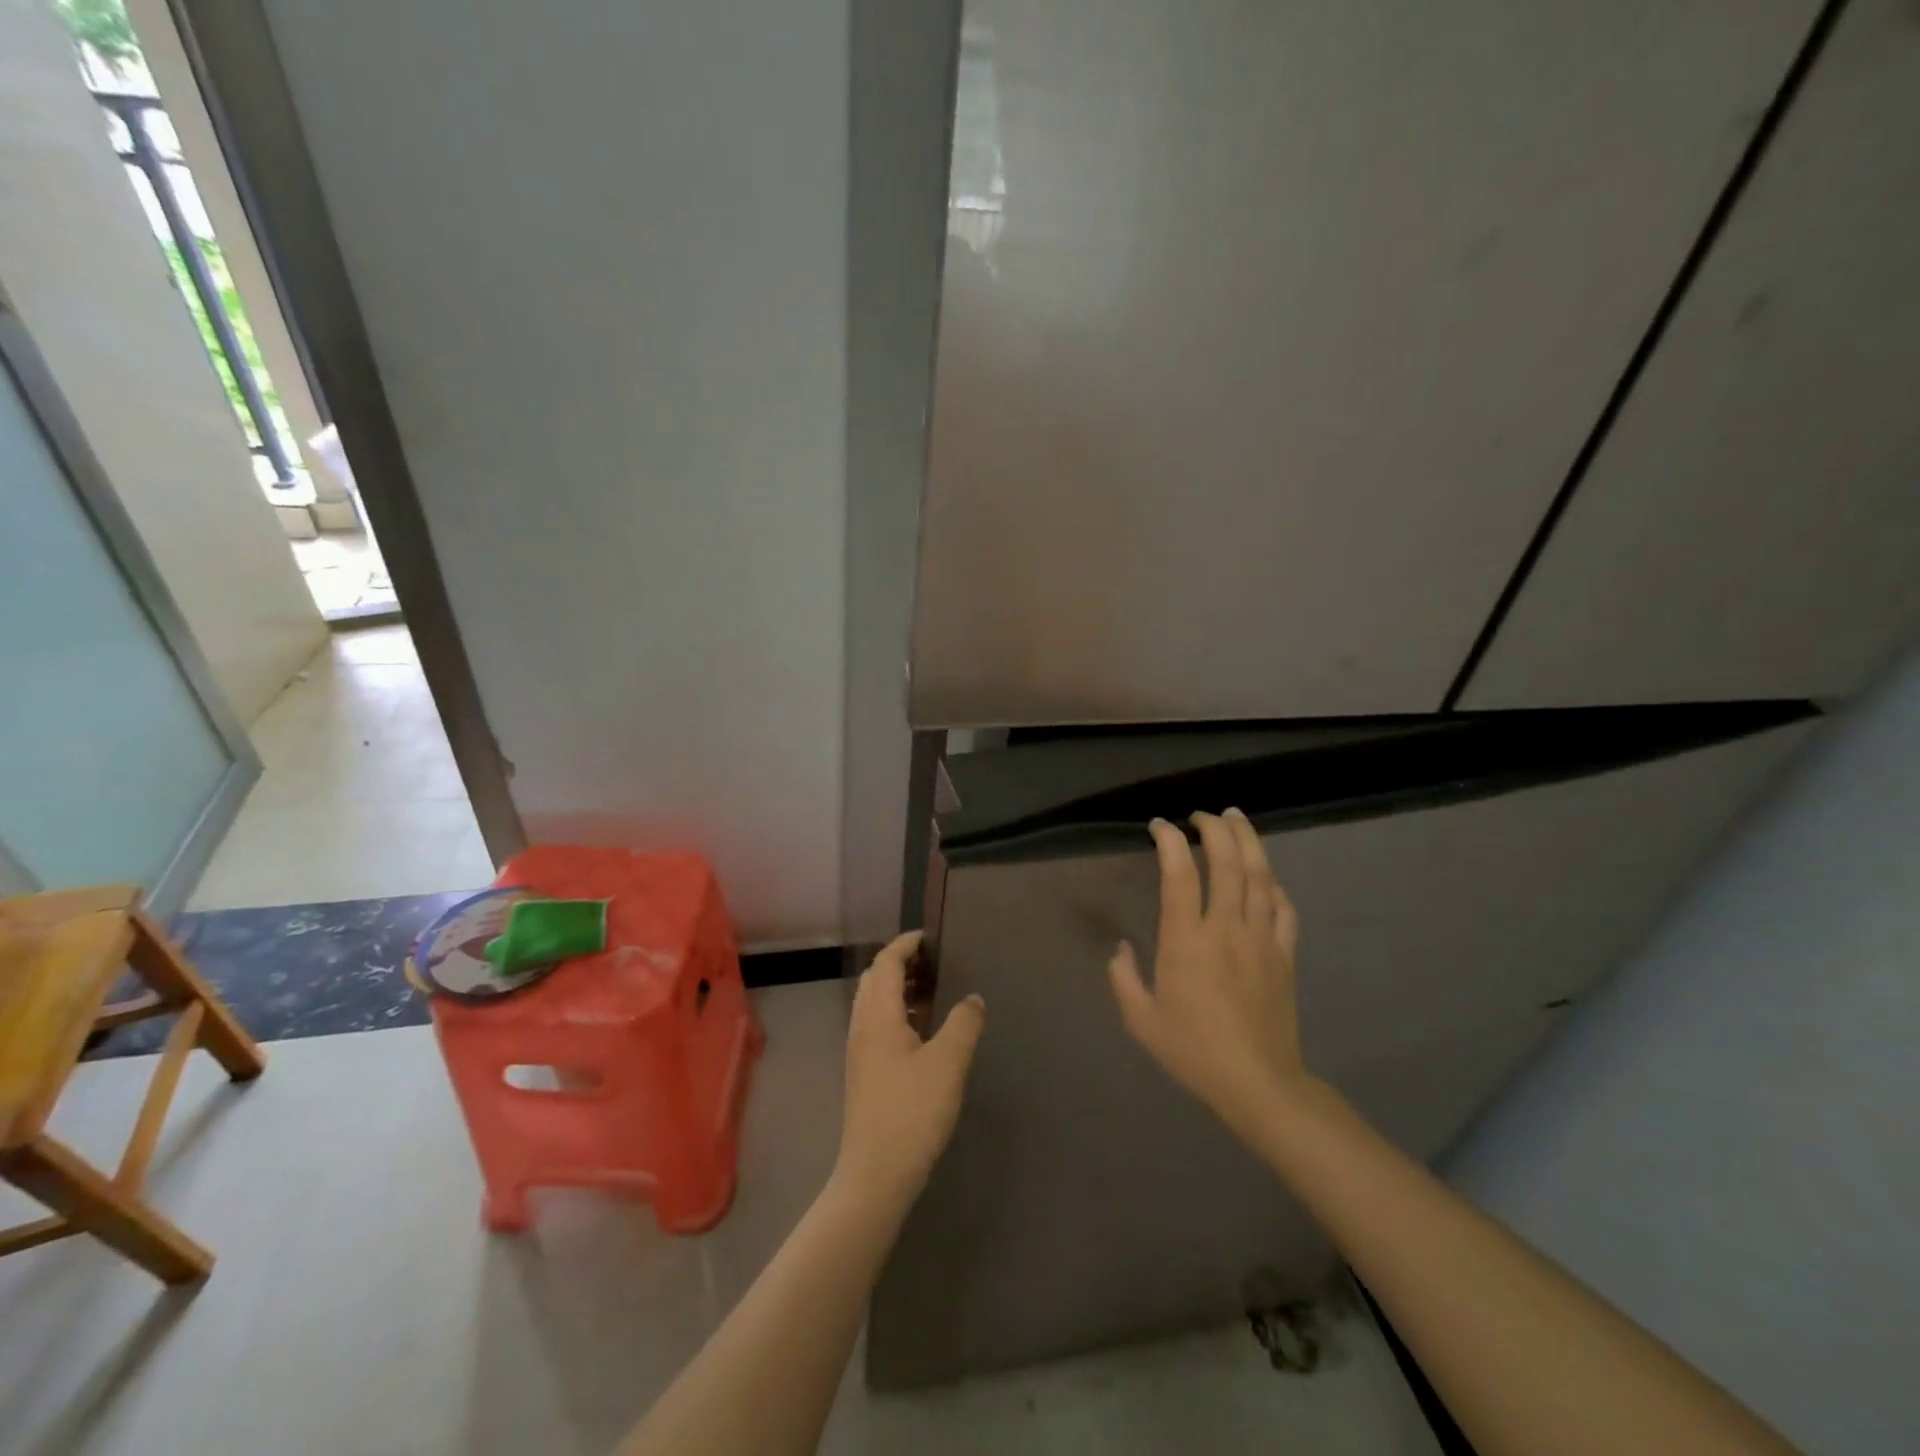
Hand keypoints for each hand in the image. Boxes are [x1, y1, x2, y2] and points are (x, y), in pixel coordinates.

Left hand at [834, 931, 985, 1210]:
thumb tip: (973, 998)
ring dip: (896, 987)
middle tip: (932, 962)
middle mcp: (862, 1026)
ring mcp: (859, 1051)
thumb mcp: (948, 1064)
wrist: (875, 1174)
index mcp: (878, 1016)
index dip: (905, 944)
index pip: (886, 963)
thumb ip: (963, 1023)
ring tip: (930, 991)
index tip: (930, 937)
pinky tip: (920, 1031)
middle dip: (899, 963)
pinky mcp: (863, 1073)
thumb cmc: (912, 1112)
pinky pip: (876, 1024)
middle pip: (875, 979)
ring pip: (873, 1003)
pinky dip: (895, 1011)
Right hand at [1109, 810, 1317, 1138]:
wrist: (1259, 1084)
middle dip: (1215, 828)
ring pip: (1260, 876)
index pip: (1180, 874)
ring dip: (1248, 841)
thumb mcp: (1141, 1020)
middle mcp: (1226, 928)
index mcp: (1187, 941)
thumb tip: (1121, 948)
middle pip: (1228, 862)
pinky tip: (1266, 875)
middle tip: (1202, 815)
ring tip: (1236, 818)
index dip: (1170, 841)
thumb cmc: (1193, 1051)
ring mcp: (1261, 938)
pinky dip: (1274, 883)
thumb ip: (1123, 978)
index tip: (1160, 826)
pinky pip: (1284, 908)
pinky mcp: (1284, 954)